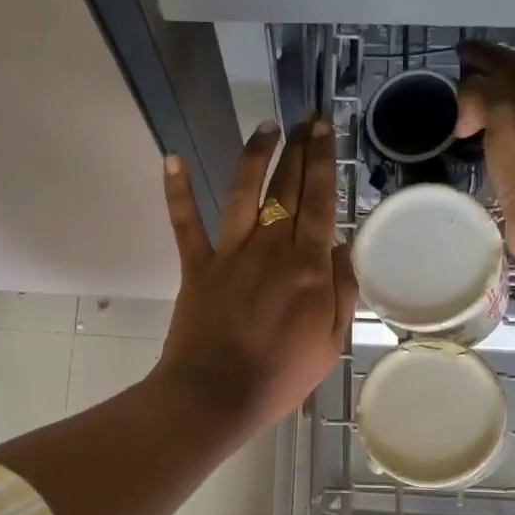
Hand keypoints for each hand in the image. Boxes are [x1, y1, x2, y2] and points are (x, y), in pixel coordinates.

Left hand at [155, 121, 355, 430]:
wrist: (217, 394)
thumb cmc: (281, 376)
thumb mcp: (331, 342)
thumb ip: (341, 291)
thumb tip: (341, 247)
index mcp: (307, 265)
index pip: (320, 201)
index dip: (324, 162)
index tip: (326, 131)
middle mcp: (270, 246)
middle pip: (287, 187)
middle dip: (299, 148)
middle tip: (307, 120)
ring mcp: (230, 252)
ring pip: (244, 191)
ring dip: (255, 155)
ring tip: (266, 128)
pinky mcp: (197, 265)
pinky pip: (185, 222)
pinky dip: (177, 190)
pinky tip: (172, 158)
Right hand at [454, 40, 514, 263]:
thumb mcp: (505, 111)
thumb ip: (480, 94)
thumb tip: (461, 108)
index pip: (507, 61)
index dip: (482, 52)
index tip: (456, 50)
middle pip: (507, 85)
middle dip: (481, 76)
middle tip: (450, 77)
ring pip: (501, 113)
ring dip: (478, 106)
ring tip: (451, 108)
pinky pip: (495, 141)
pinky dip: (478, 134)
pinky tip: (464, 142)